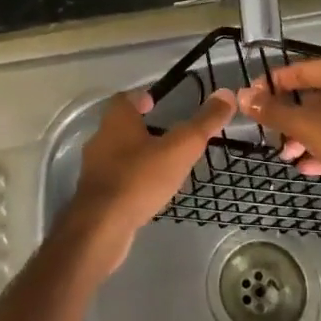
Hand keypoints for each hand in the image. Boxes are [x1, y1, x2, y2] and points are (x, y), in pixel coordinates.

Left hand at [68, 88, 234, 271]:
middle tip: (168, 135)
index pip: (125, 98)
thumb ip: (203, 123)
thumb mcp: (180, 148)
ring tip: (165, 165)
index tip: (157, 103)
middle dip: (143, 127)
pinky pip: (116, 178)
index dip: (141, 97)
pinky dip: (132, 179)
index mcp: (116, 120)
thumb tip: (226, 94)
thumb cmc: (140, 179)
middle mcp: (101, 138)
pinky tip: (149, 192)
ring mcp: (95, 168)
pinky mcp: (95, 195)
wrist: (101, 227)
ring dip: (138, 155)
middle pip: (121, 125)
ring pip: (119, 153)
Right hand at [237, 55, 320, 230]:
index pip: (305, 69)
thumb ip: (274, 111)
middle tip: (270, 129)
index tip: (253, 96)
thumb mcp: (309, 126)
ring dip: (306, 135)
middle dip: (292, 116)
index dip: (276, 83)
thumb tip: (242, 96)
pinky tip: (306, 166)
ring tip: (285, 153)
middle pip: (319, 95)